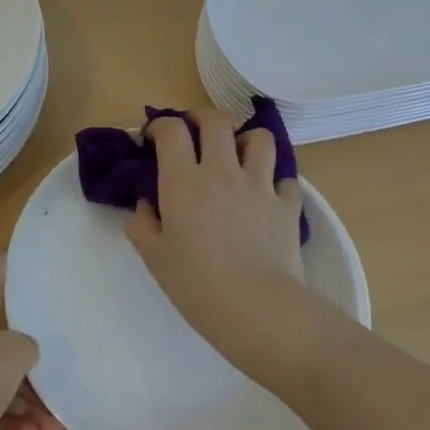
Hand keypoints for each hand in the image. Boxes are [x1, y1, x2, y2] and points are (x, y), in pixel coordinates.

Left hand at [0, 256, 63, 429]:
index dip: (21, 263)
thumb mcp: (12, 355)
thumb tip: (24, 349)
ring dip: (28, 401)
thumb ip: (29, 343)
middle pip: (3, 333)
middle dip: (35, 362)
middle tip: (63, 373)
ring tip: (54, 429)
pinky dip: (8, 419)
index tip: (47, 262)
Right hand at [126, 111, 325, 387]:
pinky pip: (286, 179)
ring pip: (260, 139)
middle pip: (216, 121)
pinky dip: (276, 182)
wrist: (257, 309)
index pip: (172, 129)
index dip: (160, 125)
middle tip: (195, 135)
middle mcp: (222, 172)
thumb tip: (145, 204)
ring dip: (246, 141)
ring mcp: (259, 185)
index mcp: (184, 181)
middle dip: (202, 119)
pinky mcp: (287, 205)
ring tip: (238, 156)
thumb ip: (142, 224)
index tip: (154, 138)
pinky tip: (267, 196)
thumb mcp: (154, 258)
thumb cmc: (197, 285)